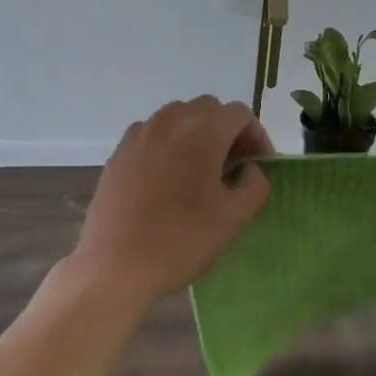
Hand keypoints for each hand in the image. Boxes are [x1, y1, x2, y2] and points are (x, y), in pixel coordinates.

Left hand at [70, 97, 274, 307]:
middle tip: (233, 168)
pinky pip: (153, 135)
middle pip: (208, 109)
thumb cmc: (182, 241)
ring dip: (197, 135)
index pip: (240, 114)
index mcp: (202, 131)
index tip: (259, 167)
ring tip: (201, 173)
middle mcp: (169, 121)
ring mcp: (139, 134)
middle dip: (226, 131)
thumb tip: (250, 169)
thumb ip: (255, 184)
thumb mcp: (234, 218)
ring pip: (178, 118)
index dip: (256, 137)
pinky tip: (169, 181)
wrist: (116, 266)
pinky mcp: (119, 152)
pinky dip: (169, 146)